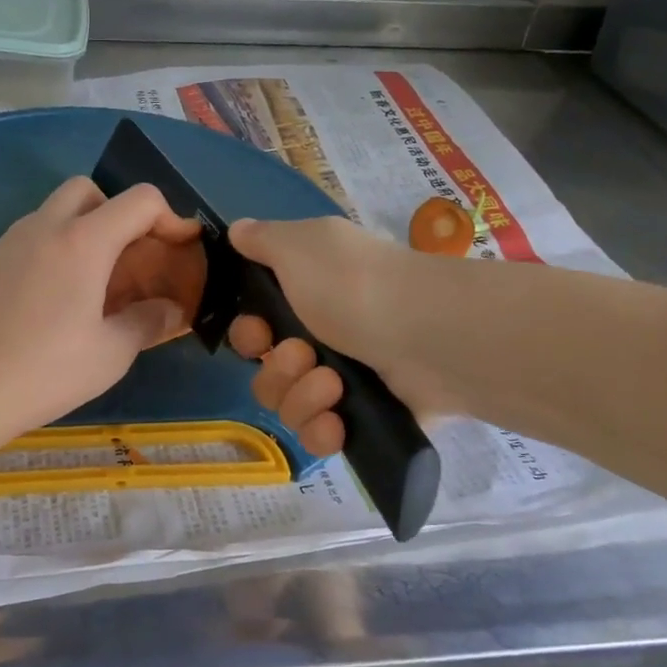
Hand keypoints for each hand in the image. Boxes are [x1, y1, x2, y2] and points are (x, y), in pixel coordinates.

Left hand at [0, 177, 202, 461]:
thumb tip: (171, 310)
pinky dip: (51, 253)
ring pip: (52, 213)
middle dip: (117, 213)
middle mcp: (43, 228)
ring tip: (92, 287)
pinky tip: (50, 305)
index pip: (139, 199)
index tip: (181, 248)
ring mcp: (6, 244)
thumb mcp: (109, 355)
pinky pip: (27, 241)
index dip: (170, 217)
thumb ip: (147, 323)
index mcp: (82, 241)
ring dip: (81, 232)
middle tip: (128, 259)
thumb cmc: (42, 371)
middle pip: (88, 190)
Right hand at [225, 216, 450, 456]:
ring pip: (289, 407)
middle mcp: (323, 339)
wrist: (429, 334)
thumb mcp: (299, 245)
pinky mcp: (366, 420)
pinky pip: (321, 437)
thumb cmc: (354, 284)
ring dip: (302, 397)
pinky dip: (323, 431)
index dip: (248, 336)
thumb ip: (262, 239)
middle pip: (267, 373)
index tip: (260, 334)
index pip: (256, 331)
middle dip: (277, 369)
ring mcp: (346, 382)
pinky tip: (336, 422)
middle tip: (304, 355)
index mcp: (306, 298)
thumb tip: (237, 230)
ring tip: (333, 385)